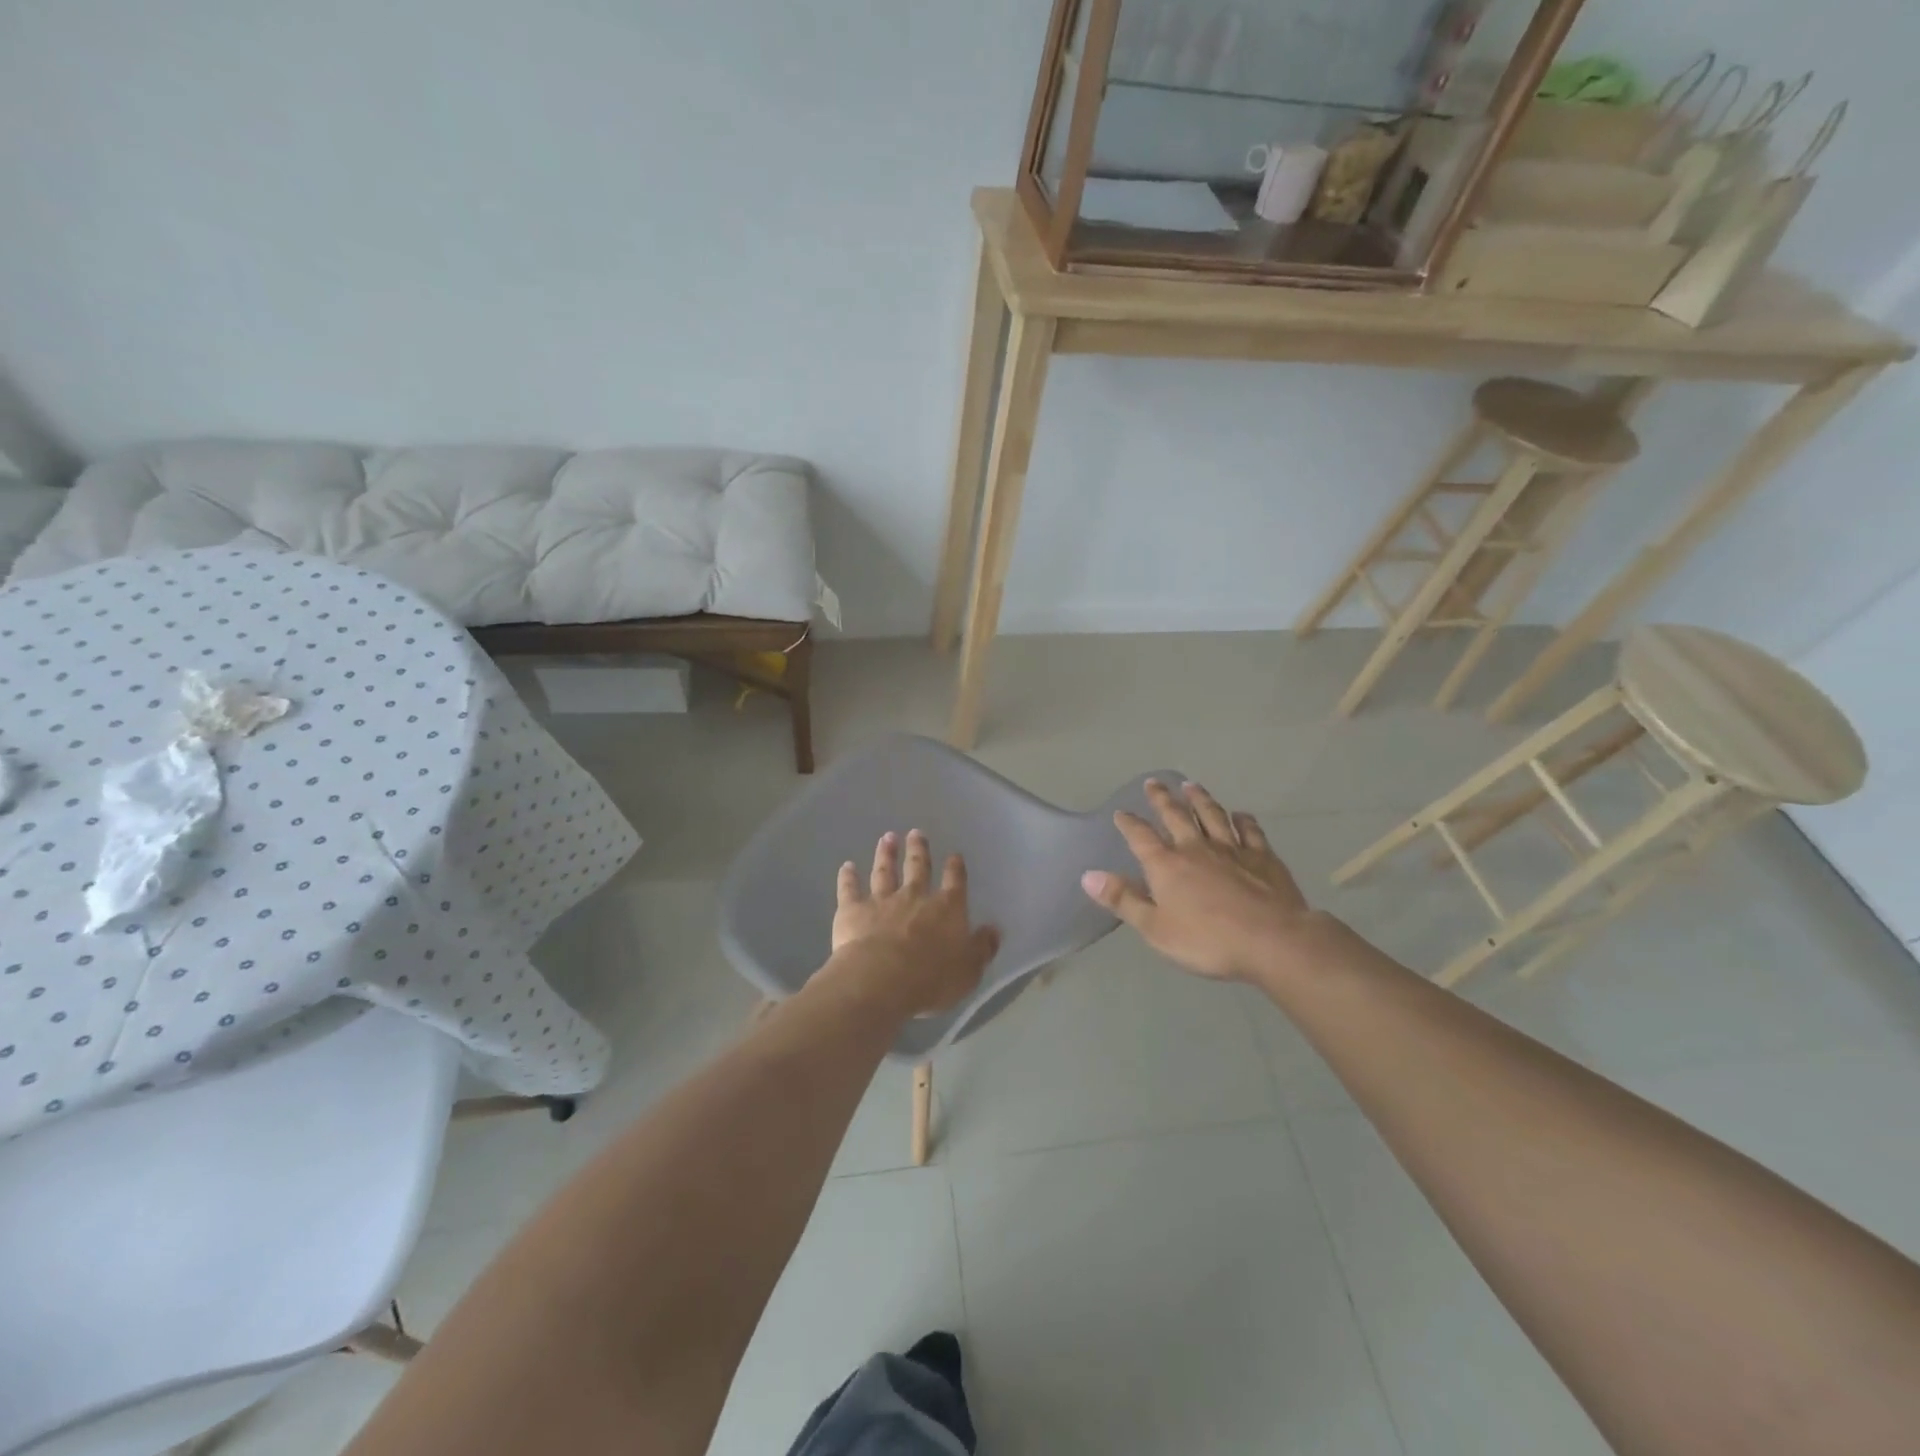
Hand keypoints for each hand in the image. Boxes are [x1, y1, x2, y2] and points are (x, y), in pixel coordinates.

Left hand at [825, 830, 1000, 1016]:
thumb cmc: (931, 979)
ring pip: (885, 871)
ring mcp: (882, 901)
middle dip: (918, 850)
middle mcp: (915, 897)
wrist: (881, 980)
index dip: (955, 868)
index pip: (955, 882)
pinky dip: (847, 877)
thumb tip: (994, 930)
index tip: (954, 855)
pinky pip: (849, 889)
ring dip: (886, 854)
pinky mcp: (853, 911)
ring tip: (887, 838)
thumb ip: (982, 948)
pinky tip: (846, 866)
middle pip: (918, 867)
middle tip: (916, 833)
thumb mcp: (969, 970)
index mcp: (947, 909)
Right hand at [1081, 779, 1325, 984]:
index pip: (1141, 837)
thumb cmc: (1207, 940)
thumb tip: (1088, 875)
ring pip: (1212, 815)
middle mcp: (1196, 848)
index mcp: (1167, 865)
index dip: (1129, 823)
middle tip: (1154, 782)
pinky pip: (1250, 830)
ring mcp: (1232, 849)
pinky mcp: (1263, 857)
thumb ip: (1123, 900)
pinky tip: (1240, 814)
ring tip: (1190, 786)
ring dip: (1199, 799)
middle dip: (1162, 798)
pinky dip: (1243, 820)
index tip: (1121, 812)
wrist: (1272, 940)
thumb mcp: (1155, 928)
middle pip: (1175, 815)